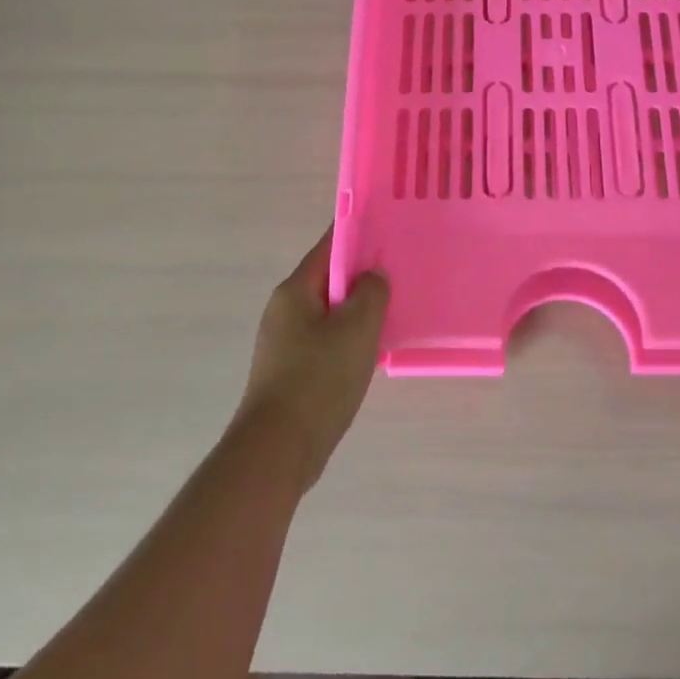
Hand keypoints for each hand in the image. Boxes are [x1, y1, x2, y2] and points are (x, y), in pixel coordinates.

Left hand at [235, 228, 389, 492]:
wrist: (279, 449)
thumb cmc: (319, 379)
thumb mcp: (357, 328)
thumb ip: (371, 292)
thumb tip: (373, 276)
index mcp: (295, 290)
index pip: (329, 247)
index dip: (358, 234)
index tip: (388, 229)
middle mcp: (284, 309)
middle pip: (329, 279)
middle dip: (363, 275)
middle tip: (400, 273)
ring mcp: (284, 342)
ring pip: (329, 313)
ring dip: (358, 311)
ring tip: (394, 312)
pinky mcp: (290, 370)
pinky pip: (325, 341)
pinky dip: (349, 339)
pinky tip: (372, 351)